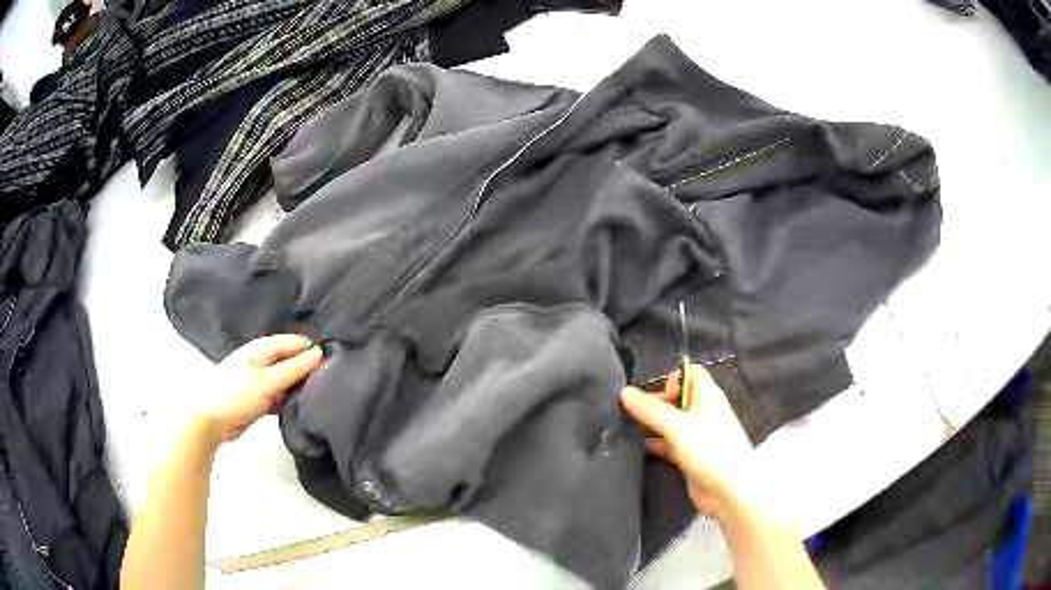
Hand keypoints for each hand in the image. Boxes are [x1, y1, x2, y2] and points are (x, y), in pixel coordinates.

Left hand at [196, 334, 323, 445]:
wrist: (209, 421)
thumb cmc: (234, 394)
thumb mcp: (267, 381)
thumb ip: (294, 368)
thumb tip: (321, 352)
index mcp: (263, 348)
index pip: (296, 343)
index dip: (314, 351)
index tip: (336, 362)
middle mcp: (264, 362)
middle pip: (293, 362)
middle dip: (310, 370)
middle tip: (333, 382)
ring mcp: (261, 382)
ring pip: (288, 382)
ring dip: (301, 388)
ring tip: (324, 397)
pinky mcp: (260, 401)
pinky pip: (282, 398)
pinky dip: (291, 402)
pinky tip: (305, 410)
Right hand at [620, 364, 756, 519]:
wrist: (730, 492)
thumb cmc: (710, 450)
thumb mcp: (678, 427)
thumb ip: (650, 410)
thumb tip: (624, 391)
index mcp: (707, 395)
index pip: (689, 373)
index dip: (672, 379)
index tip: (655, 396)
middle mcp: (702, 412)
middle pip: (676, 398)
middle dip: (654, 404)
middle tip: (631, 415)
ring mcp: (697, 435)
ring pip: (670, 423)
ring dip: (651, 425)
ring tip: (626, 430)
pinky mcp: (690, 456)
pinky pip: (669, 444)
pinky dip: (655, 444)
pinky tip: (635, 449)